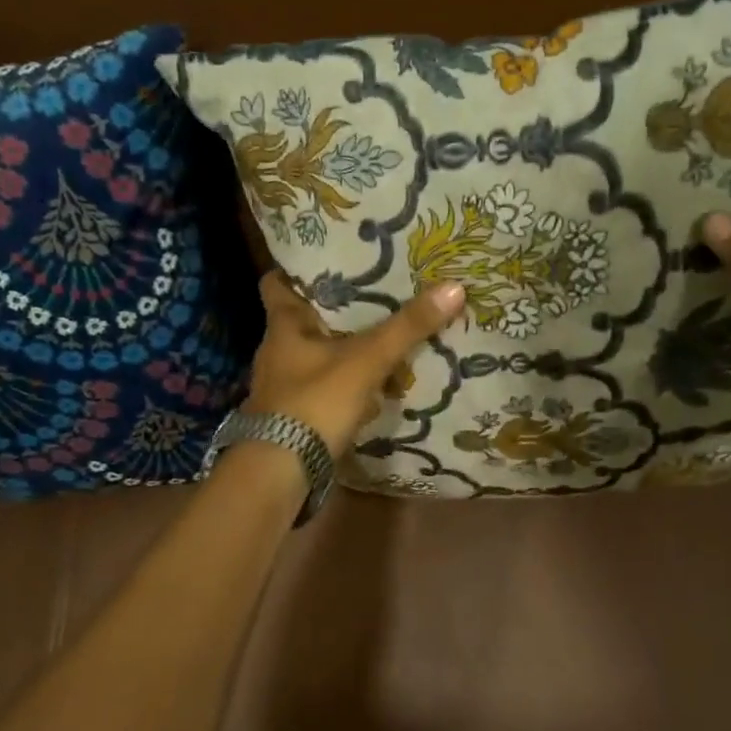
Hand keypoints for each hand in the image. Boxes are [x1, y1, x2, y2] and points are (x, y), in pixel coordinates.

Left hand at [243, 272, 466, 458]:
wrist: (281, 471)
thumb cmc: (315, 402)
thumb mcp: (366, 360)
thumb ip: (407, 327)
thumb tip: (453, 286)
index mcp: (283, 327)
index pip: (277, 284)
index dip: (299, 270)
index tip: (329, 259)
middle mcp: (276, 352)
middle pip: (303, 320)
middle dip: (335, 310)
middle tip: (373, 292)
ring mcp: (283, 387)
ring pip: (316, 356)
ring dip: (342, 349)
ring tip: (380, 336)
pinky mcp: (294, 416)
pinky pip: (323, 388)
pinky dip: (344, 384)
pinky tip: (372, 386)